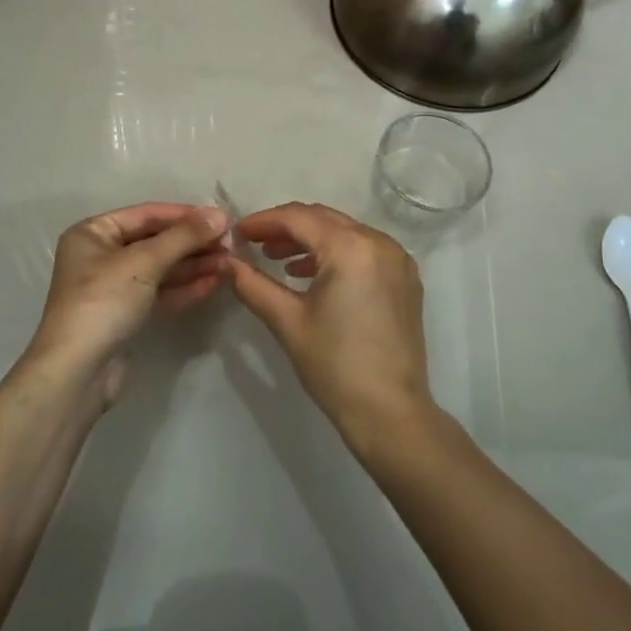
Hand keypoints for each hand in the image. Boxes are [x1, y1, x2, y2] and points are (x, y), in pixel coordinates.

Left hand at [25, 203, 229, 405]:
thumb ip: (184, 236)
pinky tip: (213, 283)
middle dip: (193, 242)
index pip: (147, 215)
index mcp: (94, 233)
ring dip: (194, 264)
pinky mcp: (126, 315)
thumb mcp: (144, 262)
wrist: (77, 374)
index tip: (222, 218)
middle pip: (155, 241)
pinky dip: (185, 287)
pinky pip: (160, 292)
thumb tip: (220, 214)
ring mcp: (113, 287)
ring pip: (161, 268)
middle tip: (231, 243)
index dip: (185, 215)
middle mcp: (101, 255)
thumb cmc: (103, 302)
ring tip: (229, 262)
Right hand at [226, 203, 434, 451]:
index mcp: (351, 247)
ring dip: (311, 240)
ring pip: (345, 233)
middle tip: (254, 243)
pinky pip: (364, 250)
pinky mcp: (405, 279)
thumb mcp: (287, 321)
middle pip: (324, 219)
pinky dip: (336, 254)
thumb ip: (252, 284)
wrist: (390, 413)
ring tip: (277, 259)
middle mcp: (379, 242)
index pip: (298, 218)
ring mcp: (398, 260)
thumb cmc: (335, 365)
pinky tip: (312, 275)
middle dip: (286, 228)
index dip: (263, 221)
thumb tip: (225, 262)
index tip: (237, 234)